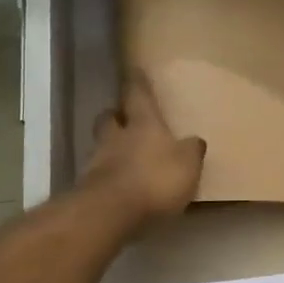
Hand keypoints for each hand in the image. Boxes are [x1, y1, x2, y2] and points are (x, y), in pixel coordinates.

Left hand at [82, 72, 205, 228]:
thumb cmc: (154, 179)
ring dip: (110, 146)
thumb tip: (195, 141)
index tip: (134, 70)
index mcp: (143, 124)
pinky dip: (108, 174)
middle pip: (110, 118)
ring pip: (101, 145)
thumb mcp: (187, 164)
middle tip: (123, 116)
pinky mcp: (88, 188)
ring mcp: (98, 161)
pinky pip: (99, 173)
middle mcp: (117, 137)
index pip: (138, 95)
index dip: (137, 83)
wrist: (110, 212)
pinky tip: (118, 184)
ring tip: (123, 154)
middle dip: (116, 115)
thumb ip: (191, 151)